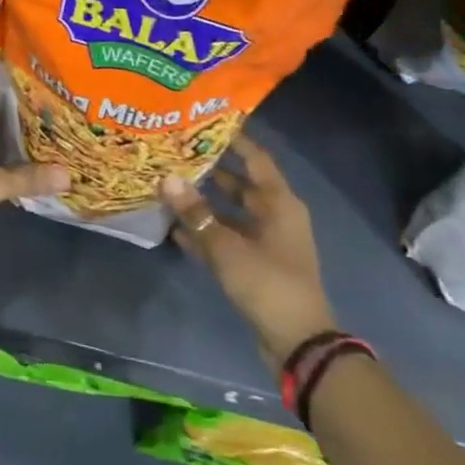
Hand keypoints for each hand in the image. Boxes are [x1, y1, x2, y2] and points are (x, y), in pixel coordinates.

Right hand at [162, 134, 334, 365]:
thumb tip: (167, 178)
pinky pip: (226, 240)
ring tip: (169, 186)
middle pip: (240, 185)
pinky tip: (174, 228)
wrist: (297, 342)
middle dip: (211, 170)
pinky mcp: (254, 265)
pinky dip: (205, 233)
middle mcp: (274, 217)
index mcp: (279, 204)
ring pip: (230, 213)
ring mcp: (265, 242)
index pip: (256, 159)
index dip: (234, 140)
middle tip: (177, 153)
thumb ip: (195, 213)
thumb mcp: (226, 246)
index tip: (205, 123)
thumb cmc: (268, 283)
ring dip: (204, 204)